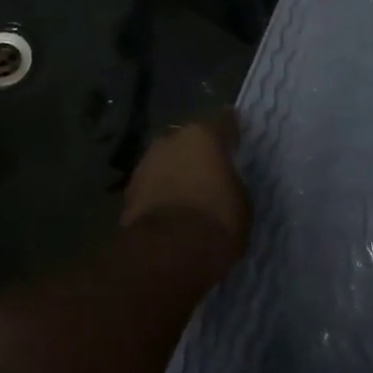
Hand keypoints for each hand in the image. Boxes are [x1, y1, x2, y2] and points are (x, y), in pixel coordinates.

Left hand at [121, 109, 250, 280]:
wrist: (168, 251)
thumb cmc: (216, 222)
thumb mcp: (242, 203)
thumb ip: (232, 182)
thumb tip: (225, 182)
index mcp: (204, 135)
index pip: (223, 121)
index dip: (231, 130)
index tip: (235, 138)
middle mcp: (173, 138)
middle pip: (190, 139)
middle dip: (198, 152)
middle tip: (210, 172)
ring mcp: (147, 160)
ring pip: (168, 159)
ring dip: (176, 170)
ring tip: (188, 194)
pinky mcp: (130, 186)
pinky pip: (153, 182)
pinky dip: (160, 191)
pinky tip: (169, 210)